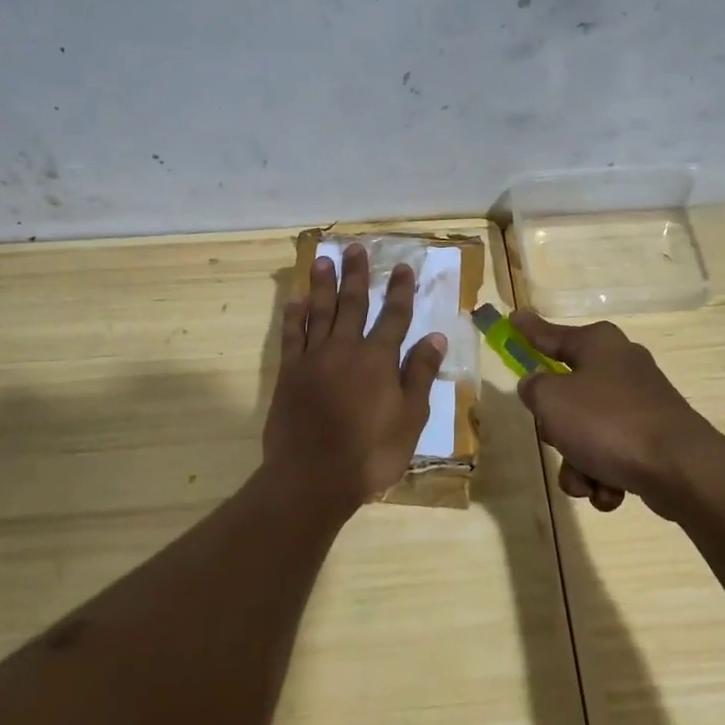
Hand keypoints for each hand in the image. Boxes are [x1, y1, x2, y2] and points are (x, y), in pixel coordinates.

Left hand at [264, 243, 447, 508]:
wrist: (313, 476)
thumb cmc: (370, 453)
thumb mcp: (409, 419)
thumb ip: (419, 375)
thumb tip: (436, 337)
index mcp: (378, 360)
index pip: (394, 317)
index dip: (400, 291)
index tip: (402, 267)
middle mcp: (346, 349)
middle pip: (353, 304)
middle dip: (357, 275)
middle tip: (356, 248)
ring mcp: (314, 359)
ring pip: (319, 312)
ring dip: (322, 285)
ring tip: (323, 260)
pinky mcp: (289, 373)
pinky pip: (291, 336)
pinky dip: (293, 317)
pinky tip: (295, 301)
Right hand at [511, 310, 724, 516]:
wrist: (680, 469)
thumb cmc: (607, 423)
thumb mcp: (551, 400)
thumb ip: (533, 387)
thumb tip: (537, 386)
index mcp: (598, 344)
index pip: (551, 335)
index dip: (529, 331)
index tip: (514, 319)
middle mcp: (621, 366)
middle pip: (567, 394)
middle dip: (557, 428)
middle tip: (557, 437)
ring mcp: (640, 404)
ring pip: (587, 433)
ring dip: (578, 463)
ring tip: (587, 480)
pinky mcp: (653, 438)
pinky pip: (612, 456)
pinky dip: (604, 476)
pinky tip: (610, 492)